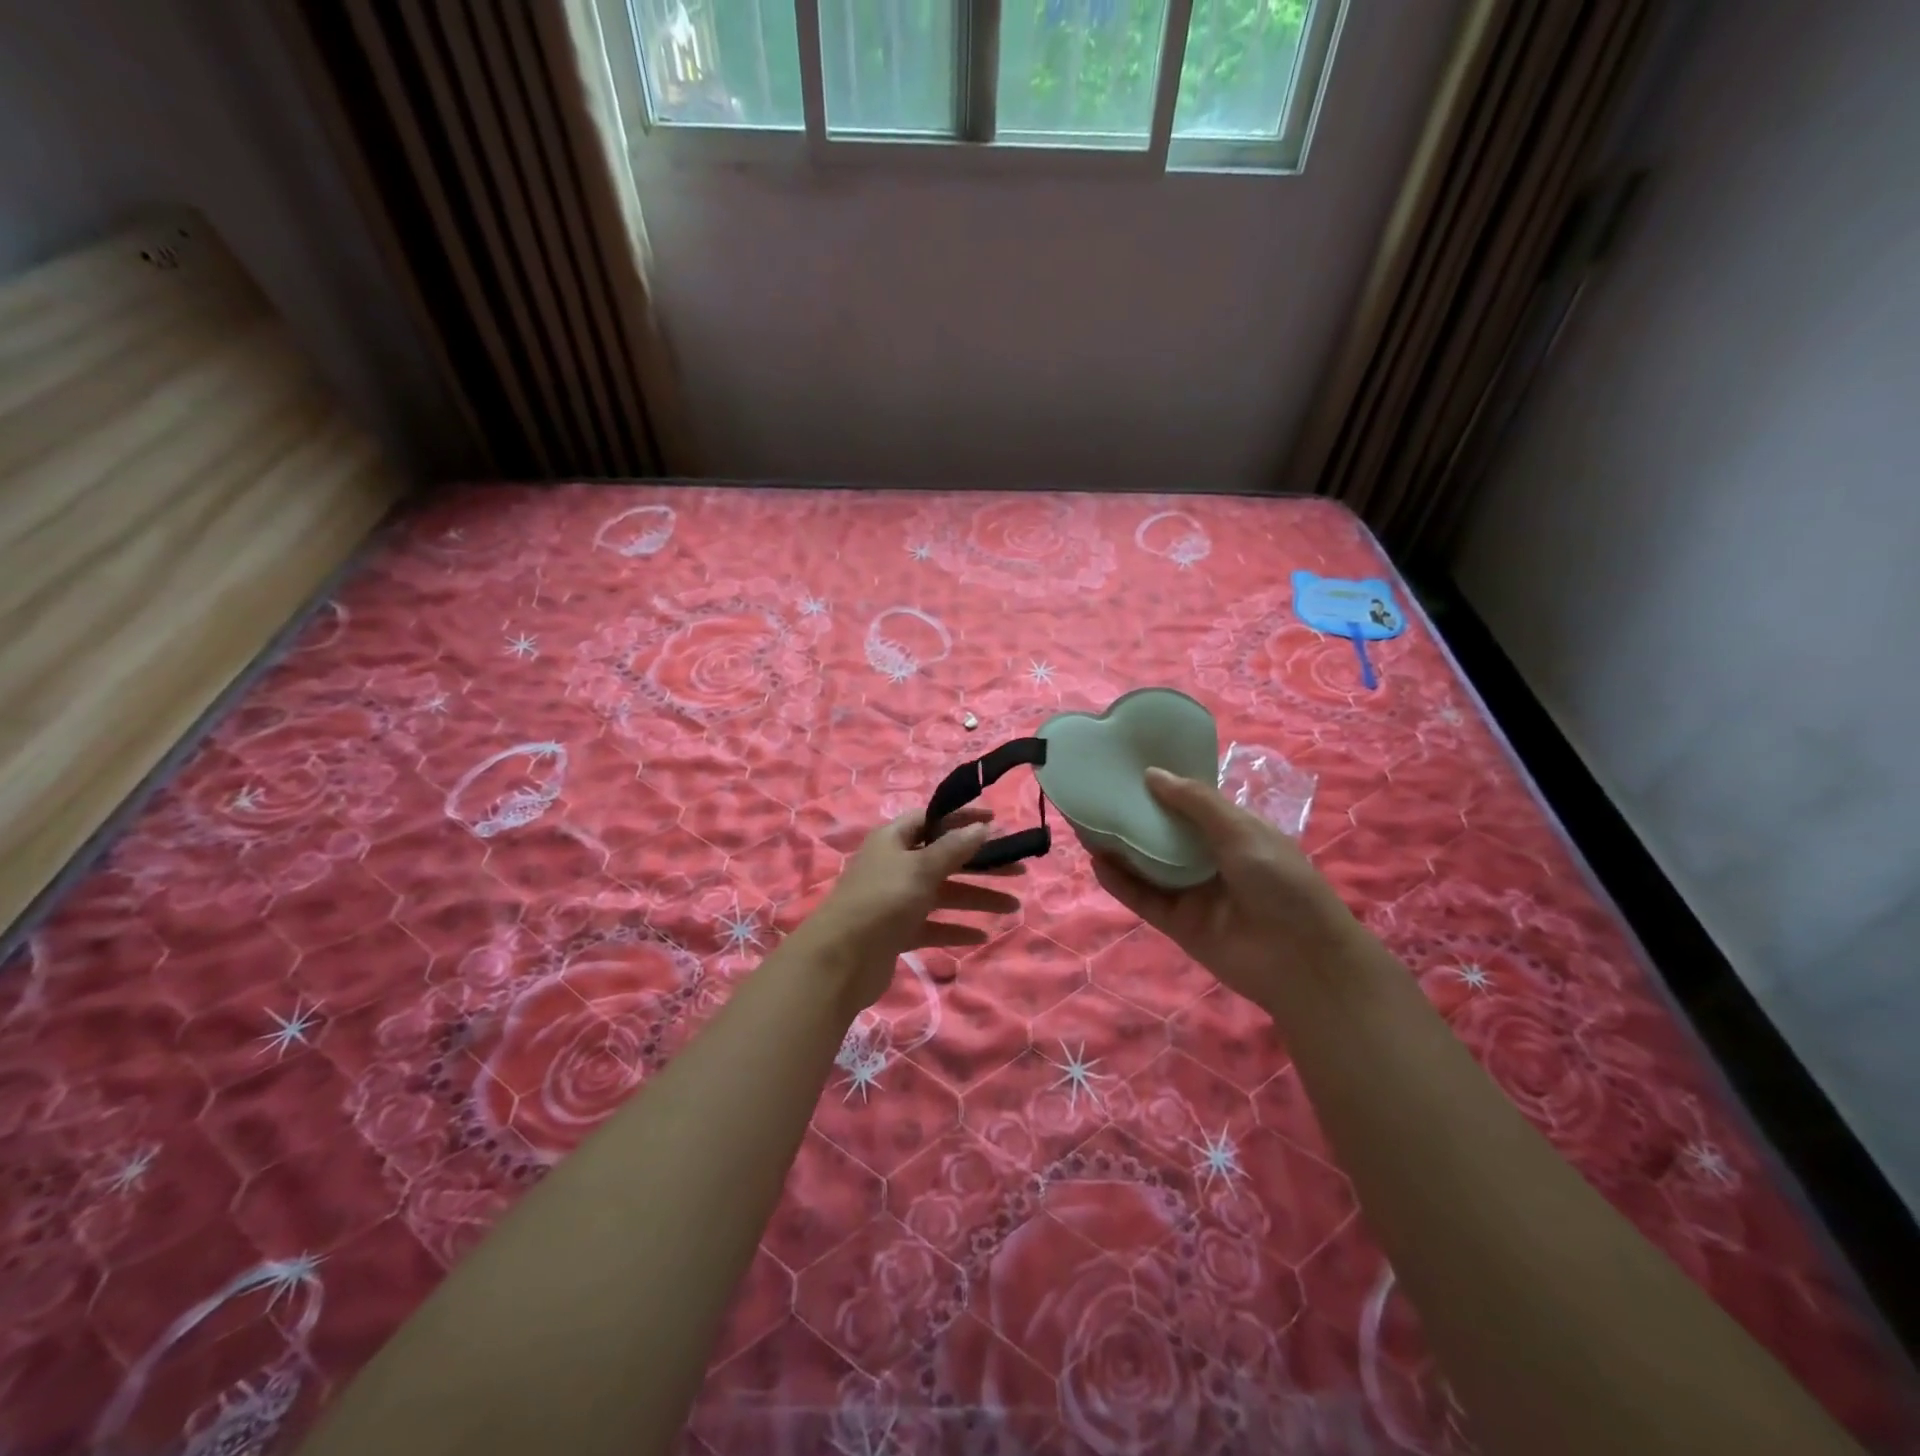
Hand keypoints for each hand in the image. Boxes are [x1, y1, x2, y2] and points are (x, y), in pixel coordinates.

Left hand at [802, 806, 1023, 1012]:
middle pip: (944, 858)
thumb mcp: (921, 868)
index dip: (963, 819)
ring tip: (1013, 908)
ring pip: (943, 894)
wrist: (840, 960)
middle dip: (981, 865)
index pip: (932, 819)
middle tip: (1019, 870)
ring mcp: (895, 900)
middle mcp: (895, 865)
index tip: (997, 822)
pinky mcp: (897, 931)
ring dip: (976, 898)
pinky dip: (955, 928)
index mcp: (893, 839)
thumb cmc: (883, 900)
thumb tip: (981, 826)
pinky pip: (933, 925)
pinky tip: (982, 935)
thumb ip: (953, 848)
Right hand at [1092, 768, 1359, 1013]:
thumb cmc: (1282, 883)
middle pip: (1163, 833)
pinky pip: (1143, 898)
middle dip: (1134, 815)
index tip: (1128, 766)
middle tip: (1097, 793)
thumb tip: (1151, 774)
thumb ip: (1195, 803)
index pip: (1190, 803)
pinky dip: (1120, 882)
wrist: (1303, 961)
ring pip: (1147, 865)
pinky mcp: (1177, 923)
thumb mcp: (1242, 831)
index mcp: (1233, 831)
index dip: (1163, 786)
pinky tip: (1096, 862)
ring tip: (1085, 823)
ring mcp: (1192, 892)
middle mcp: (1209, 858)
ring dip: (1120, 847)